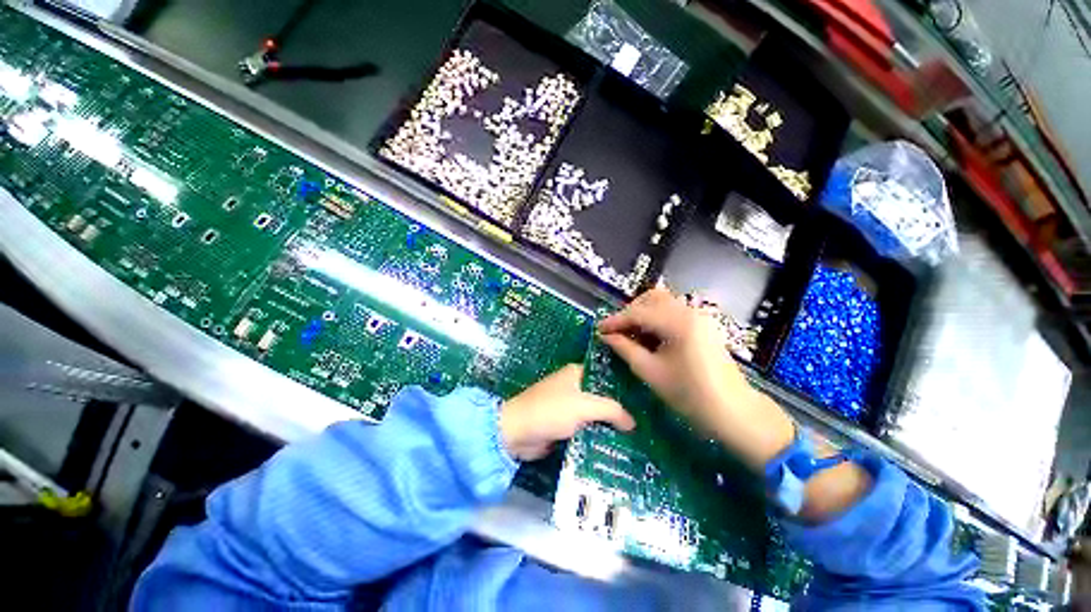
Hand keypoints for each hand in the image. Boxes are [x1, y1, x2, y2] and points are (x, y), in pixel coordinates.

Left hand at [500, 364, 634, 460]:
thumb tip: (633, 422)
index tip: (645, 397)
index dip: (624, 385)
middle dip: (620, 408)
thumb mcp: (583, 406)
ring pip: (595, 413)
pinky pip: (587, 428)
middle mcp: (574, 386)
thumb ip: (611, 410)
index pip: (606, 375)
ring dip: (610, 424)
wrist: (517, 432)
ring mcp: (569, 406)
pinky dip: (598, 434)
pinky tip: (618, 445)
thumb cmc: (550, 410)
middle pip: (602, 396)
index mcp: (577, 373)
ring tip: (639, 435)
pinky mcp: (564, 425)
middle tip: (647, 420)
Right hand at [598, 288, 794, 468]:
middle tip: (616, 331)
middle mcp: (690, 311)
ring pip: (662, 302)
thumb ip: (626, 349)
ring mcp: (699, 316)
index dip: (616, 320)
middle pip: (652, 298)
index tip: (599, 329)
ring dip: (643, 313)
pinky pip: (672, 312)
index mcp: (678, 323)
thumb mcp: (651, 372)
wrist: (734, 412)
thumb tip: (606, 336)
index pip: (638, 313)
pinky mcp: (702, 323)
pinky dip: (656, 318)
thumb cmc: (691, 396)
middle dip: (630, 312)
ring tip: (630, 334)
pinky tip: (648, 336)